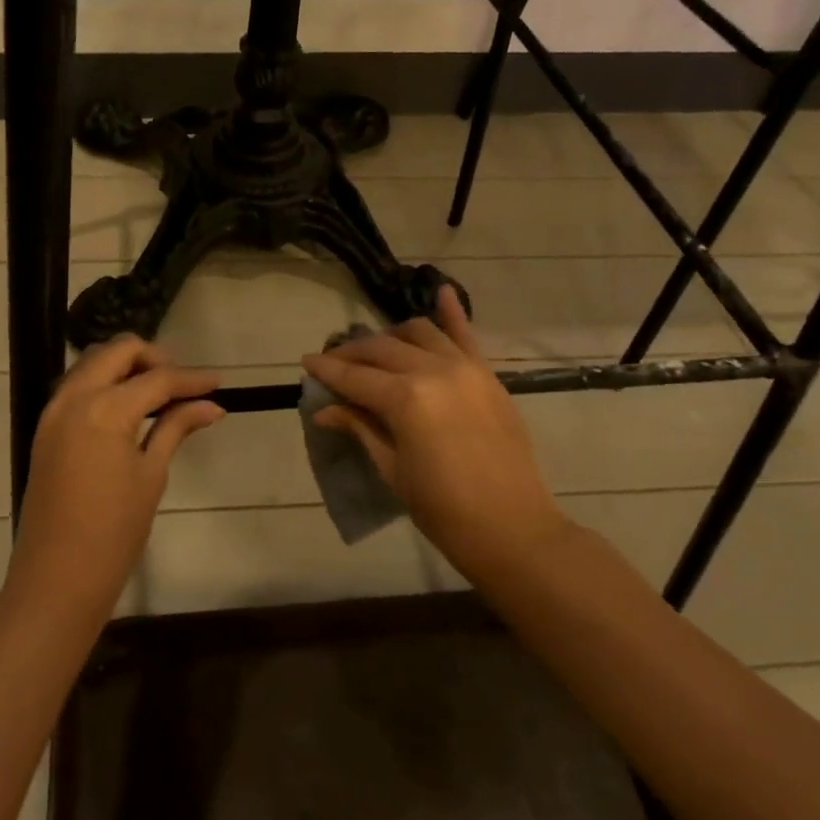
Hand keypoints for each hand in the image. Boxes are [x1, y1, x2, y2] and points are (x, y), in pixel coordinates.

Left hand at [6, 336, 223, 627]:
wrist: (56, 579)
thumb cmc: (113, 533)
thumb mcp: (151, 475)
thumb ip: (175, 428)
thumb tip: (211, 406)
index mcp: (104, 409)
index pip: (157, 379)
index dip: (191, 379)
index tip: (218, 382)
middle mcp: (74, 397)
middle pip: (119, 351)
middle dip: (155, 358)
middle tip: (183, 384)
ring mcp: (54, 411)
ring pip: (93, 362)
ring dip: (127, 367)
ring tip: (159, 394)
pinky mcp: (45, 428)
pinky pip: (78, 385)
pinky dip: (105, 383)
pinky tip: (129, 407)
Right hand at [302, 285, 564, 584]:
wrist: (513, 529)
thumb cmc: (443, 509)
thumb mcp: (392, 469)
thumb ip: (361, 428)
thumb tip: (325, 410)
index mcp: (406, 399)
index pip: (354, 376)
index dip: (326, 369)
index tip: (306, 361)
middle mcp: (433, 370)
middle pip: (381, 349)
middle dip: (352, 353)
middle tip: (333, 364)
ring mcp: (465, 368)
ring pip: (418, 332)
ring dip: (390, 336)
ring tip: (375, 351)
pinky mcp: (487, 375)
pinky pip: (466, 335)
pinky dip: (450, 312)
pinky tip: (439, 290)